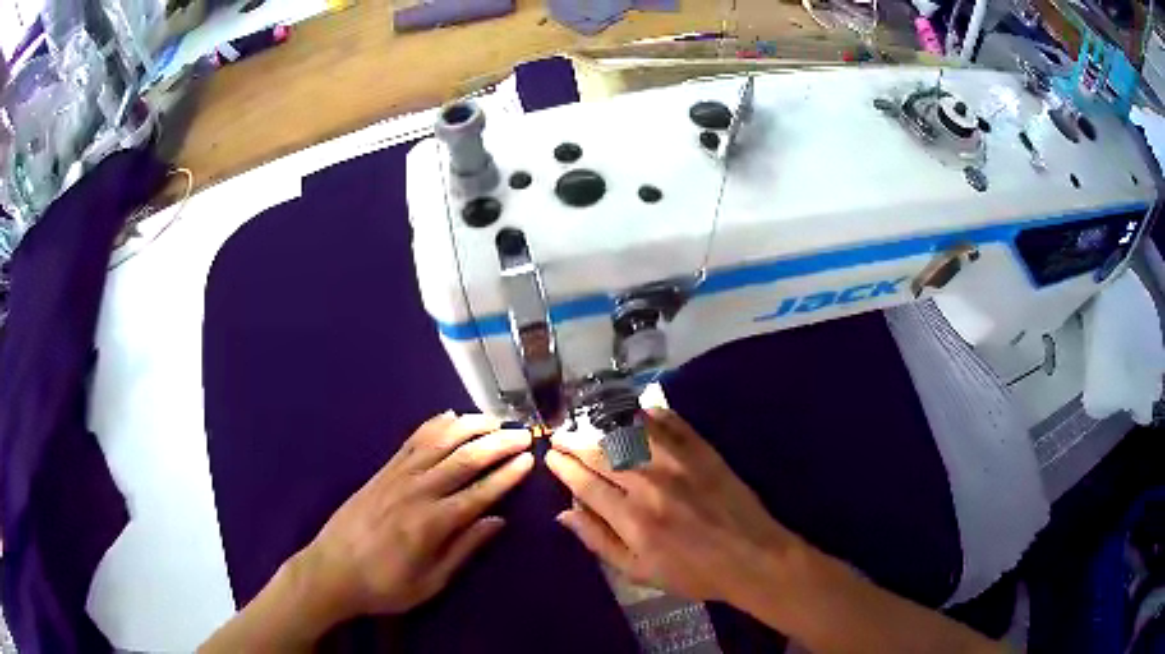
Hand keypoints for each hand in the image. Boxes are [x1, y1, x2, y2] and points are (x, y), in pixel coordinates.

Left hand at [299, 411, 533, 623]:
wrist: (331, 571)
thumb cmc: (384, 585)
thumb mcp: (430, 582)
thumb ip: (464, 549)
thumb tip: (498, 521)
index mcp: (432, 524)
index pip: (479, 493)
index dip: (507, 475)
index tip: (529, 459)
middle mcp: (416, 492)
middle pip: (463, 459)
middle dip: (496, 443)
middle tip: (522, 433)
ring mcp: (396, 477)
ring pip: (439, 442)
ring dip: (469, 426)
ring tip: (493, 419)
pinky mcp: (381, 472)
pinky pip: (411, 441)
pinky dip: (433, 425)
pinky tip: (449, 416)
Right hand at [545, 408, 801, 605]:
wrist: (752, 556)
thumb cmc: (693, 572)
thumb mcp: (640, 572)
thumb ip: (599, 541)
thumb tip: (564, 514)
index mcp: (632, 518)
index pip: (586, 483)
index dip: (563, 467)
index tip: (550, 455)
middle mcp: (650, 483)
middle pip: (602, 452)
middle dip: (575, 442)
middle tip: (560, 435)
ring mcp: (678, 461)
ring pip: (630, 432)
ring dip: (603, 424)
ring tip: (588, 423)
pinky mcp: (702, 450)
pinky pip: (669, 421)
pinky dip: (647, 414)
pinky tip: (634, 414)